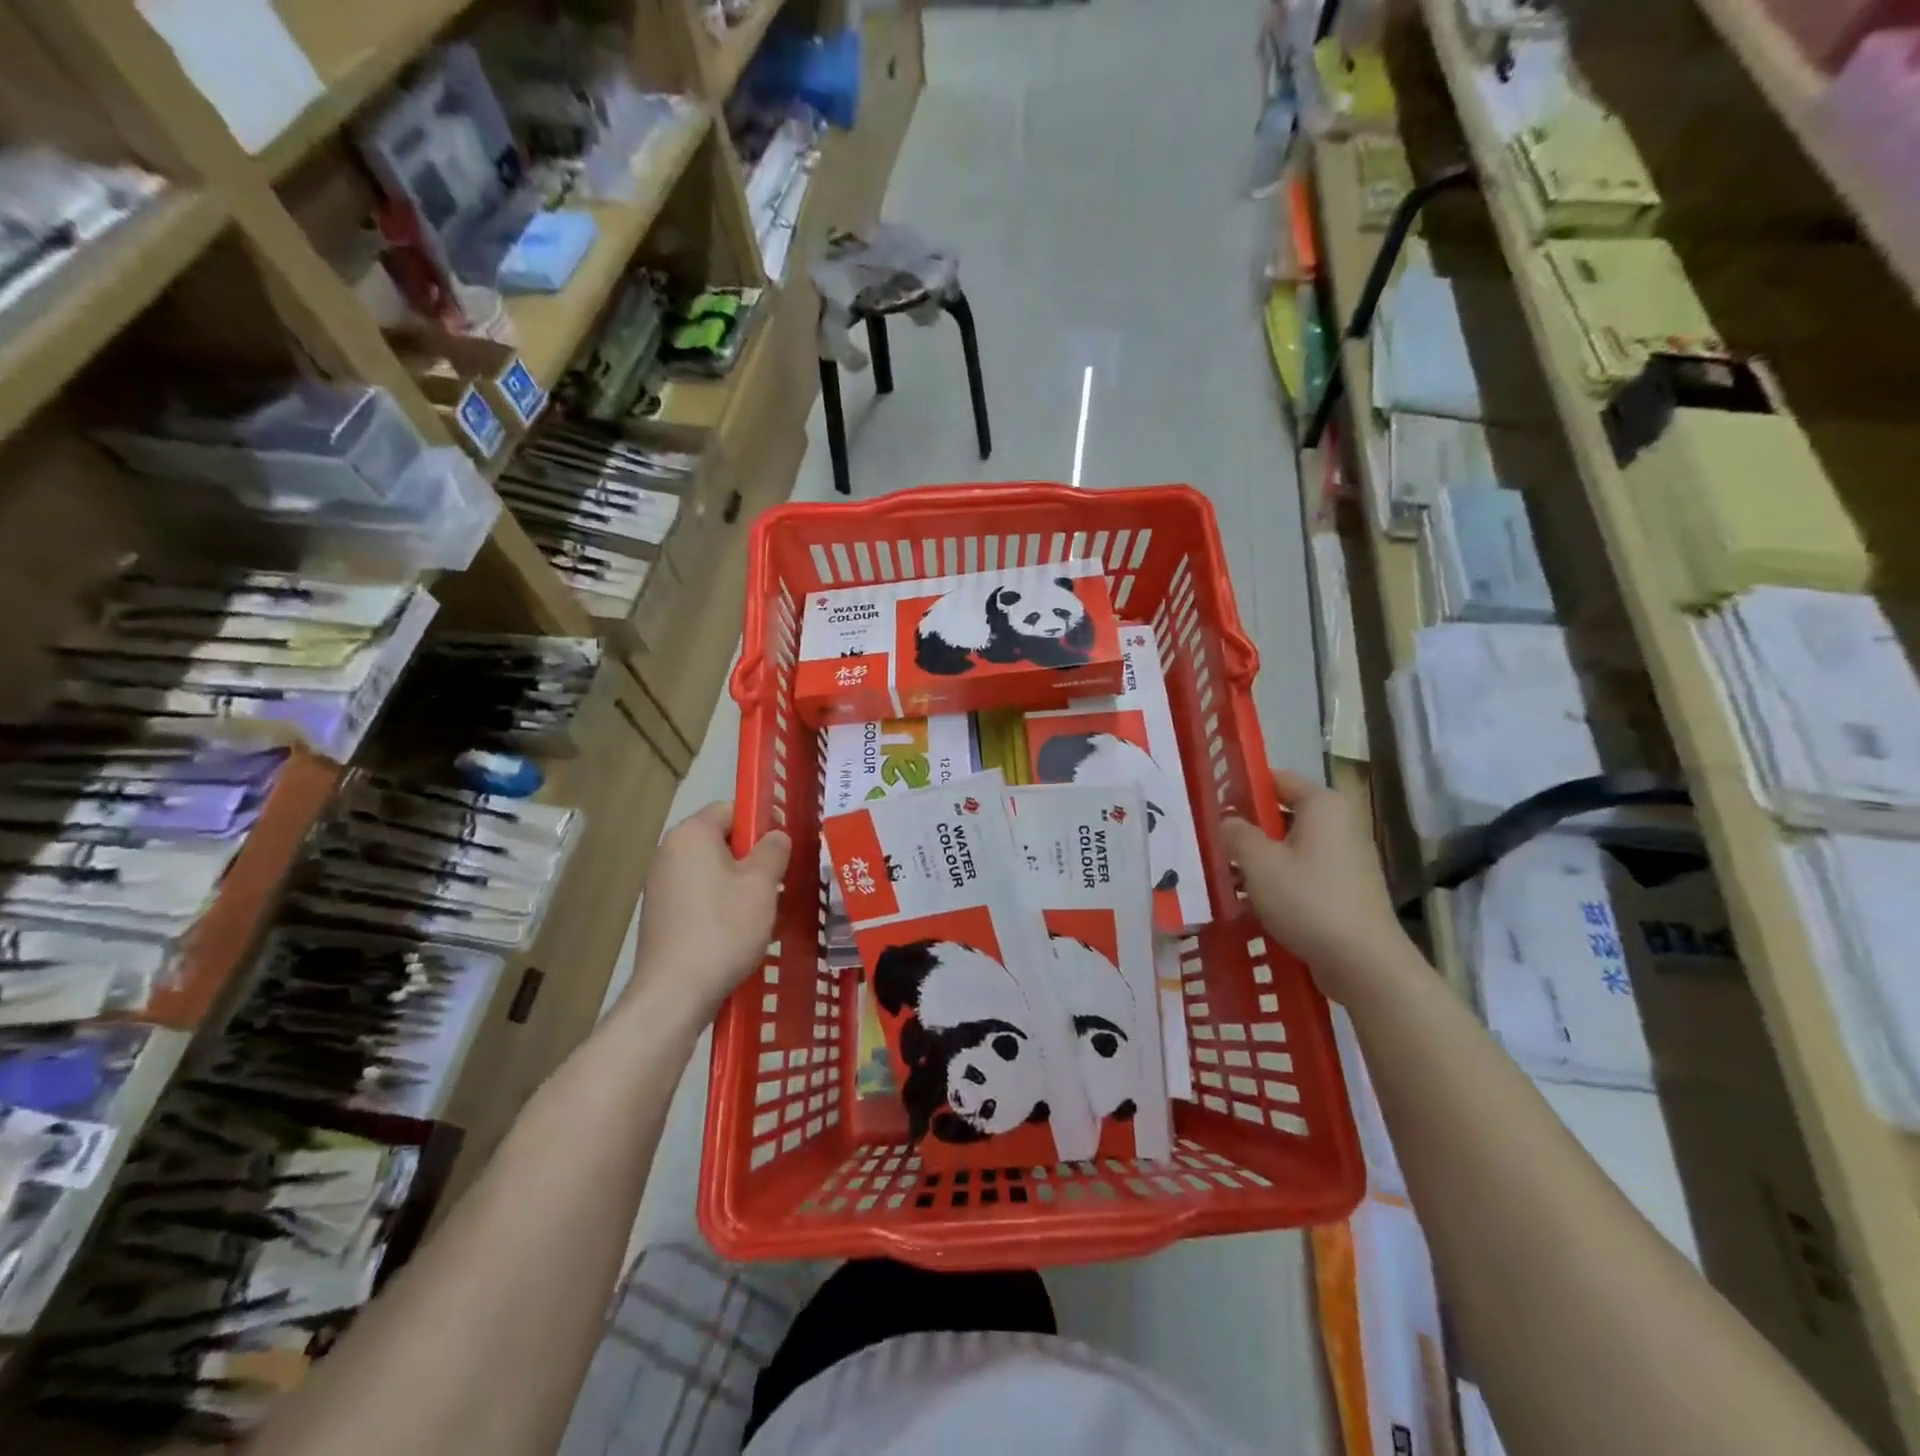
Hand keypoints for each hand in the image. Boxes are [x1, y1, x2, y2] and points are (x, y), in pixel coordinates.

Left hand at [628, 802, 790, 1020]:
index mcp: (691, 834)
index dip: (761, 823)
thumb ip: (773, 851)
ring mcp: (660, 885)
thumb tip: (775, 836)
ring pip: (711, 870)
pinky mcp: (660, 915)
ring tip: (762, 911)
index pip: (731, 809)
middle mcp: (669, 852)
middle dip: (751, 857)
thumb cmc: (724, 928)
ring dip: (738, 884)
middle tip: (778, 882)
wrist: (674, 993)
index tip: (783, 849)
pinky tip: (737, 932)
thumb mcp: (761, 885)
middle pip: (720, 840)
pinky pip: (698, 895)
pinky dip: (719, 905)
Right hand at [1222, 769, 1409, 1002]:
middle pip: (1284, 814)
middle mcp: (1339, 824)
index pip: (1277, 780)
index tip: (1214, 806)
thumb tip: (1228, 821)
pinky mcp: (1346, 889)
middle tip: (1215, 843)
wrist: (1364, 962)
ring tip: (1227, 875)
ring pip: (1291, 846)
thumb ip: (1237, 834)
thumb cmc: (1308, 900)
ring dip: (1261, 858)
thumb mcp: (1259, 863)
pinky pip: (1304, 872)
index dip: (1243, 789)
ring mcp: (1346, 858)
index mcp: (1323, 805)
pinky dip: (1280, 880)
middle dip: (1249, 828)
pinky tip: (1254, 900)